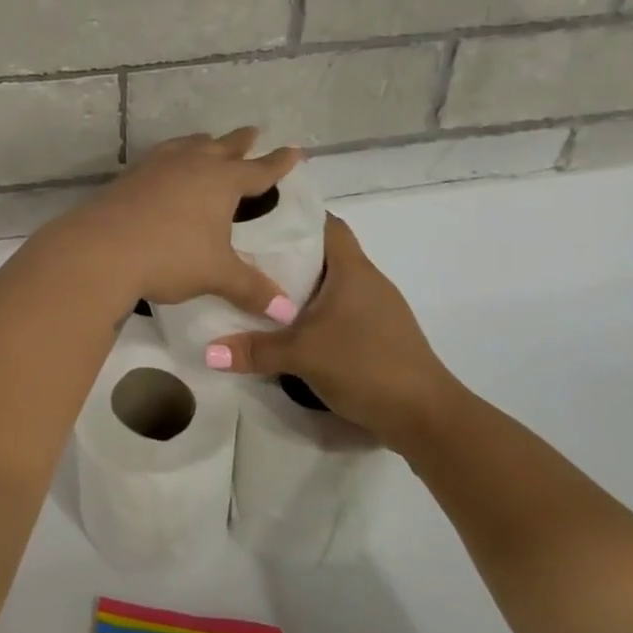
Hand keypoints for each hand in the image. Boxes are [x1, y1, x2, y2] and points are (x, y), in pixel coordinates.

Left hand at [52, 129, 301, 319]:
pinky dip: (171, 157)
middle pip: (223, 147)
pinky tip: (164, 168)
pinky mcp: (129, 177)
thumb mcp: (216, 274)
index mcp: (222, 182)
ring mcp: (157, 167)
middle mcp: (192, 165)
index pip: (259, 170)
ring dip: (202, 143)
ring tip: (207, 142)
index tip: (295, 151)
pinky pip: (158, 158)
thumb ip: (252, 289)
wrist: (101, 249)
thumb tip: (287, 312)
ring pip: (187, 146)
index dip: (279, 163)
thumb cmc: (170, 256)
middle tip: (253, 133)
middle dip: (241, 142)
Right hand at [209, 215, 464, 439]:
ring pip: (333, 285)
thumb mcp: (302, 354)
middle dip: (289, 256)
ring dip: (302, 288)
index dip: (296, 218)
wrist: (424, 414)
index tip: (260, 221)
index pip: (326, 224)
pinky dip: (316, 312)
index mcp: (353, 270)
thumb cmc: (365, 364)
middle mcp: (368, 281)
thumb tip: (208, 351)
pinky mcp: (379, 335)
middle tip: (247, 259)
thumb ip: (254, 350)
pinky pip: (341, 310)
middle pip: (326, 254)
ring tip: (261, 292)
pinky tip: (293, 329)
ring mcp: (378, 309)